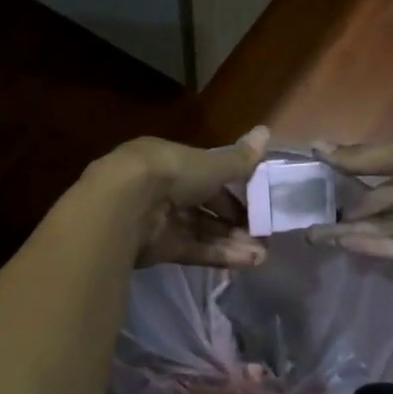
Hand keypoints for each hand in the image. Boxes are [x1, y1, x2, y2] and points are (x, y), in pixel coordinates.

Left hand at [108, 126, 270, 268]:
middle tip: (262, 235)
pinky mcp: (157, 248)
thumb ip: (239, 159)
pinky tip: (246, 262)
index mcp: (171, 162)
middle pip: (204, 207)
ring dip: (231, 242)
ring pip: (201, 231)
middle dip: (234, 222)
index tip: (257, 203)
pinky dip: (218, 255)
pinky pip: (193, 250)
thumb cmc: (171, 173)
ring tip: (261, 255)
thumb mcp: (211, 164)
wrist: (126, 205)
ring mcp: (159, 220)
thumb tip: (266, 131)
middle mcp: (163, 190)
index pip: (206, 176)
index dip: (232, 190)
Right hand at [306, 126, 392, 261]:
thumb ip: (364, 158)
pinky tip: (348, 245)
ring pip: (390, 230)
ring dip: (356, 234)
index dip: (352, 186)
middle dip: (350, 217)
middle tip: (311, 227)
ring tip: (319, 239)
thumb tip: (316, 146)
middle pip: (384, 208)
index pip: (382, 178)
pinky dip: (378, 246)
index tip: (320, 195)